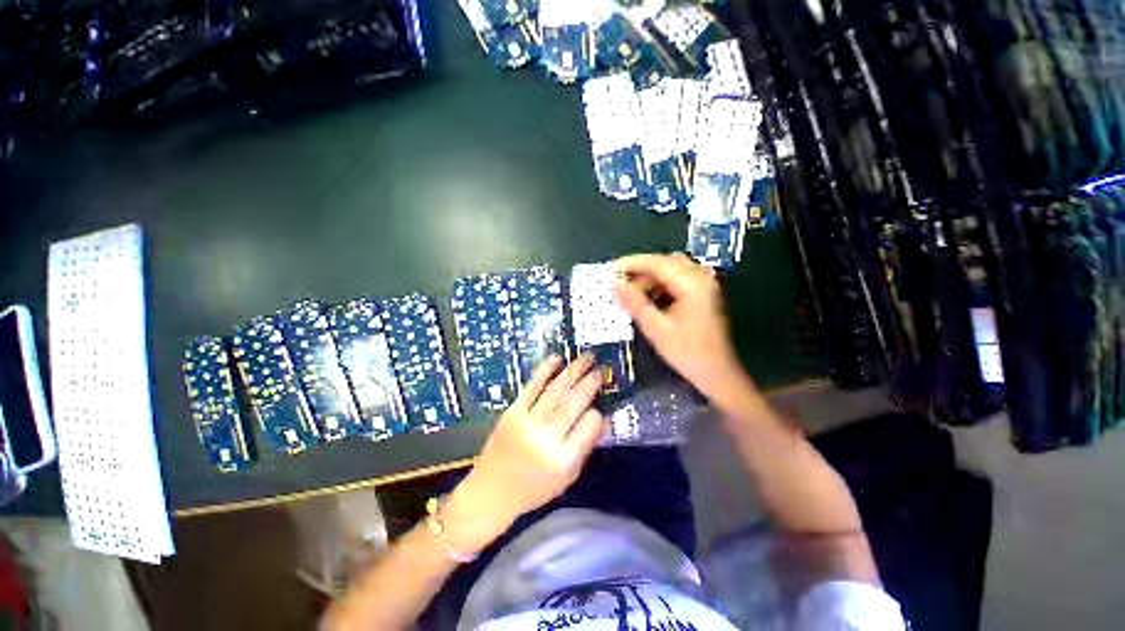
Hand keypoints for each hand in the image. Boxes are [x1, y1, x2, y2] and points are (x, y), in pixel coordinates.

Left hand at [441, 354, 606, 553]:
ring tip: (586, 358)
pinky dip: (544, 371)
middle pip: (572, 405)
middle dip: (588, 384)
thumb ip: (585, 448)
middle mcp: (545, 439)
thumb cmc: (533, 488)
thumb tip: (603, 419)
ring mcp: (527, 423)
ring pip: (555, 392)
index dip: (597, 414)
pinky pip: (531, 387)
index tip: (600, 406)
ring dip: (572, 372)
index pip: (588, 428)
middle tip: (599, 369)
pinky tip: (556, 358)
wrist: (491, 492)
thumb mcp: (566, 478)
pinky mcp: (512, 412)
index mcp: (562, 460)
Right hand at [613, 253, 748, 401]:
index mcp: (691, 283)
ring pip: (670, 271)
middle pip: (664, 263)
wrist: (717, 373)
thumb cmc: (687, 352)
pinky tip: (646, 296)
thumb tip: (615, 283)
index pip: (656, 263)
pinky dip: (658, 285)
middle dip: (639, 269)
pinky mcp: (701, 294)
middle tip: (617, 279)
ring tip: (628, 289)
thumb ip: (634, 302)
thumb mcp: (656, 328)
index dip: (631, 264)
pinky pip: (676, 280)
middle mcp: (700, 278)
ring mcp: (703, 285)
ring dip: (648, 277)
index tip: (610, 270)